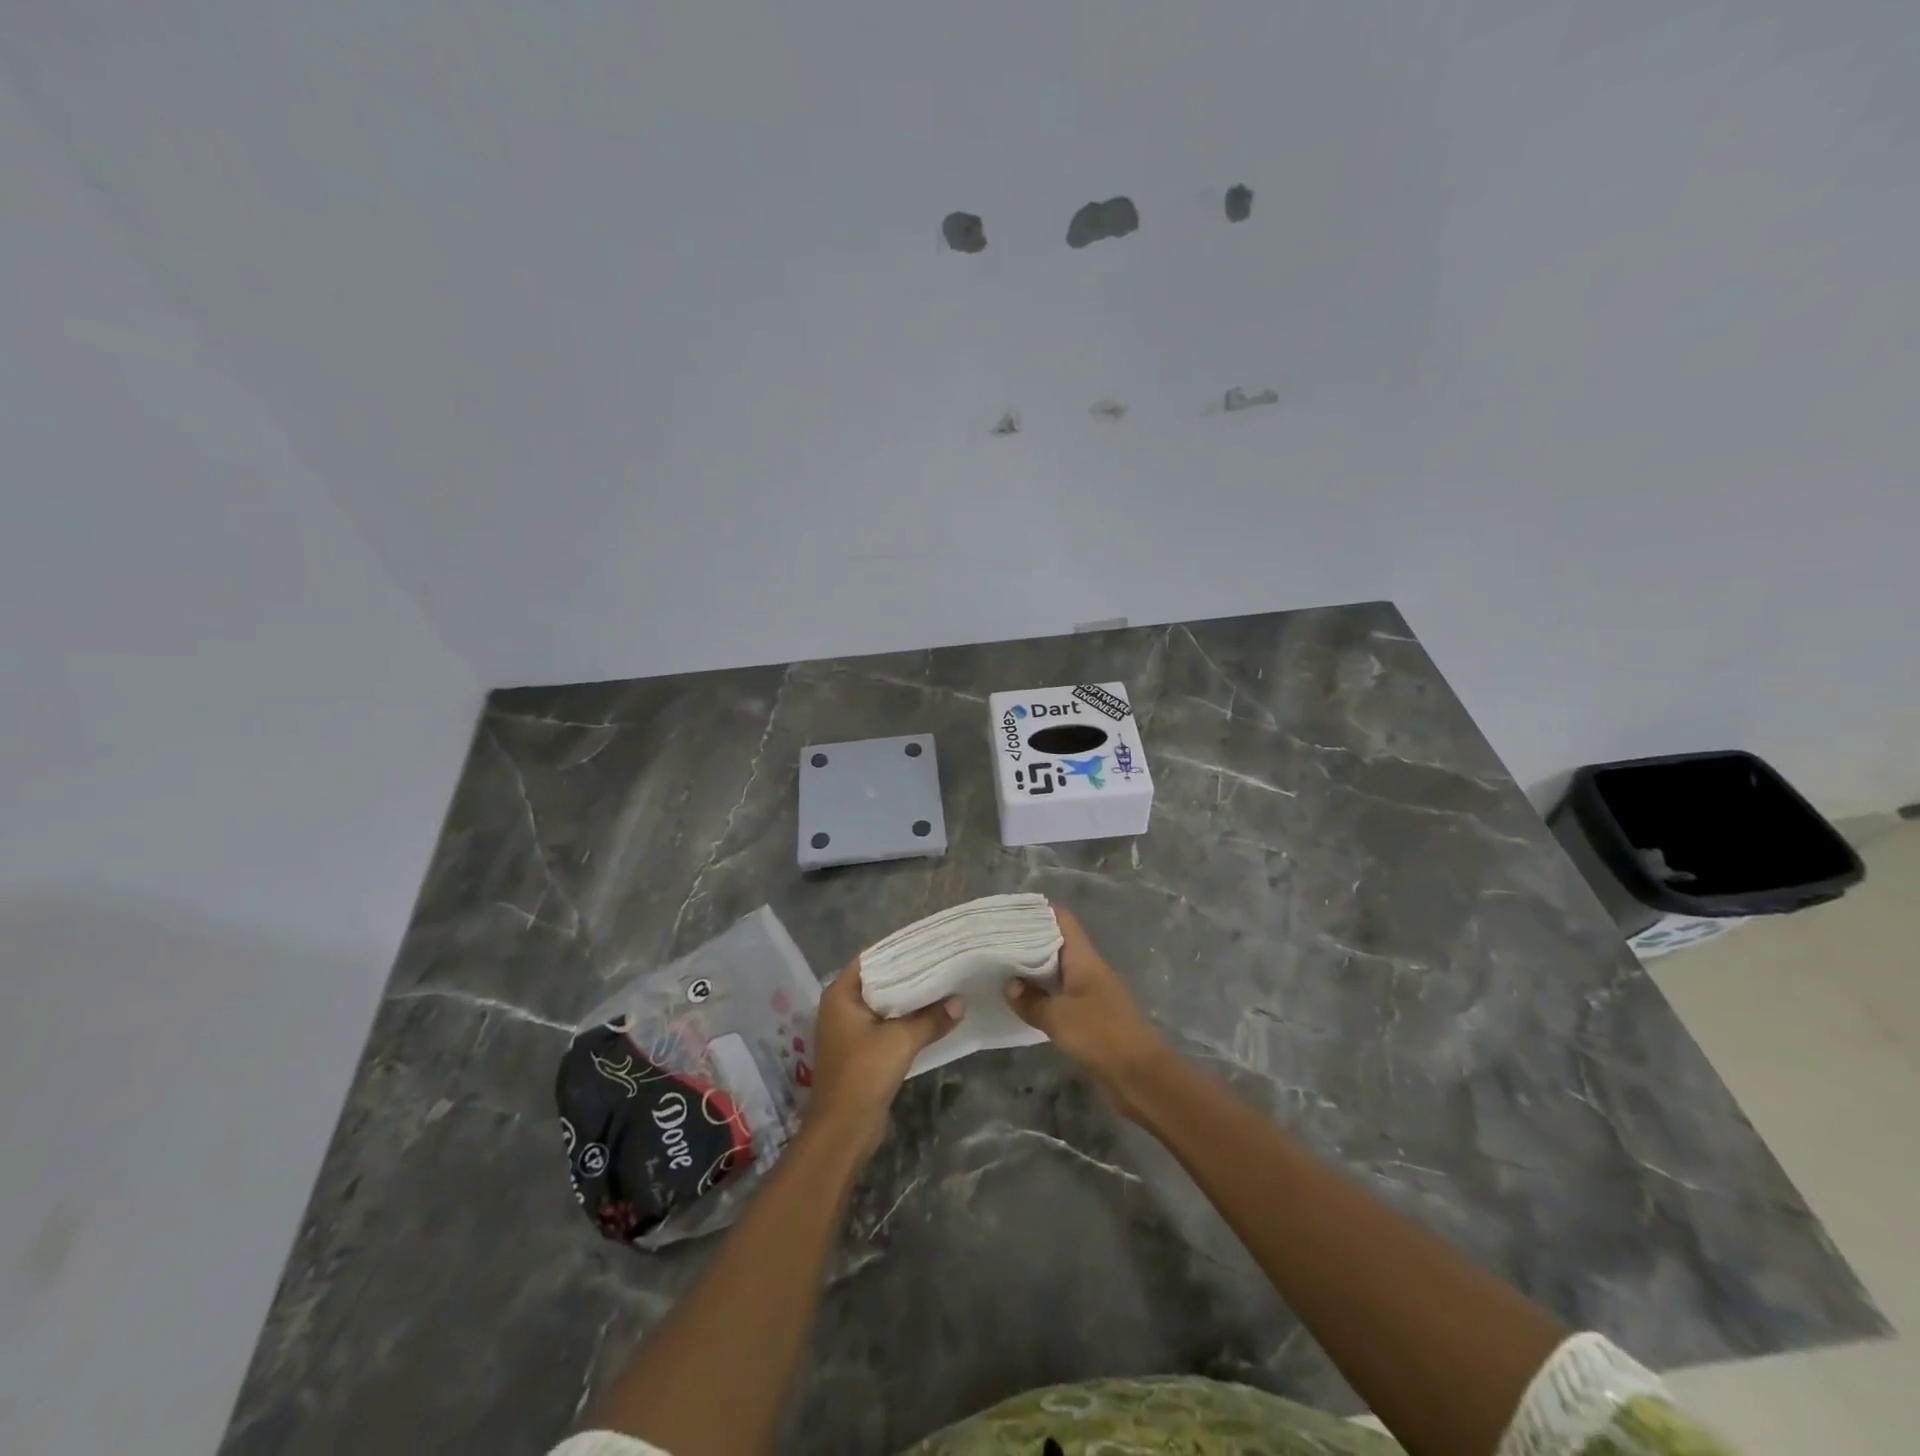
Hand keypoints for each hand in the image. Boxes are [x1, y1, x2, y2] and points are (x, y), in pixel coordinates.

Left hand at [805, 960, 960, 1157]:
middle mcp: (842, 1006)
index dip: (900, 949)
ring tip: (944, 983)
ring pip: (885, 1004)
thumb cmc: (863, 1074)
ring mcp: (850, 1029)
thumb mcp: (901, 1041)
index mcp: (841, 994)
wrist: (842, 1130)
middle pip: (880, 980)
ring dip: (910, 999)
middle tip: (943, 960)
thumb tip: (960, 1003)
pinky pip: (887, 1024)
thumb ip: (931, 1019)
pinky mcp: (861, 1050)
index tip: (930, 943)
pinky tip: (933, 1015)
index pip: (872, 958)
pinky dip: (906, 1019)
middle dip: (910, 973)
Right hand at [1005, 904, 1169, 1117]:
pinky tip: (1021, 1000)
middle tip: (995, 941)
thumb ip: (1031, 1001)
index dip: (1037, 911)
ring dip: (1033, 968)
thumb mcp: (1059, 1017)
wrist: (1141, 1076)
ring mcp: (1091, 992)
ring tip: (1000, 967)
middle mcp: (1088, 968)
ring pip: (1057, 970)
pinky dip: (1042, 993)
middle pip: (1057, 943)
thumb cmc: (1101, 1035)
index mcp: (1084, 958)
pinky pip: (1061, 994)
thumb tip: (1008, 984)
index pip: (1062, 920)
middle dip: (1028, 940)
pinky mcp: (1090, 1015)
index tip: (1009, 912)